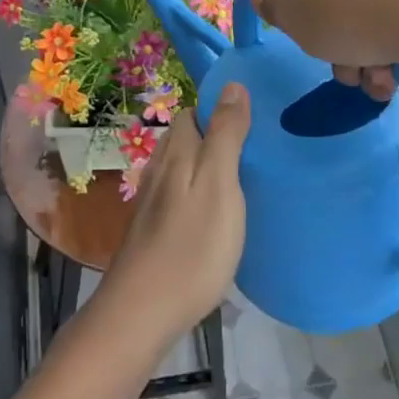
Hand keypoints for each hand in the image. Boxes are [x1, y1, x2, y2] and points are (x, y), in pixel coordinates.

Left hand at [102, 86, 250, 346]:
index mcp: (176, 153)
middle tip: (256, 153)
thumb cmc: (191, 247)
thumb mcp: (219, 184)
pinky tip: (218, 217)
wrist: (141, 313)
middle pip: (186, 139)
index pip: (192, 112)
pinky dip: (200, 196)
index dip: (220, 110)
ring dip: (208, 168)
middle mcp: (159, 170)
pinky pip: (180, 197)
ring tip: (244, 182)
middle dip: (216, 138)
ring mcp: (152, 203)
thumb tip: (233, 85)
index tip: (254, 122)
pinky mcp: (153, 231)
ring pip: (182, 169)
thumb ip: (226, 134)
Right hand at [249, 0, 398, 100]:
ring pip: (359, 20)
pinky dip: (387, 52)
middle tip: (341, 68)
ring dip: (359, 58)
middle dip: (331, 45)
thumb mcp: (290, 16)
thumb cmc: (346, 14)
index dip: (294, 12)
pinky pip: (390, 23)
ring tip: (372, 79)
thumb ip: (268, 5)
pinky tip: (393, 75)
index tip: (305, 35)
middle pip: (327, 3)